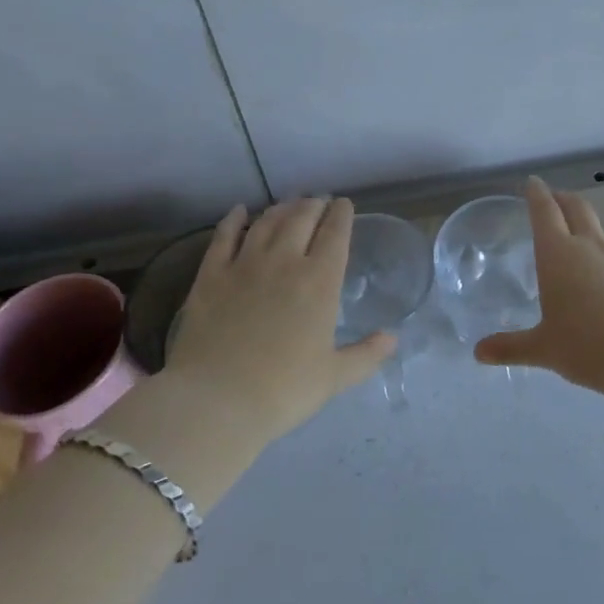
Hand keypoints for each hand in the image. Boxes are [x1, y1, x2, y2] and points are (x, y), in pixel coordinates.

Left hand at [160, 198, 394, 444]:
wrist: (216, 402)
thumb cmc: (283, 391)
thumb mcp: (334, 377)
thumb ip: (366, 354)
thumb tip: (392, 338)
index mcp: (320, 281)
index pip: (335, 233)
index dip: (342, 214)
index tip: (344, 204)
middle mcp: (285, 261)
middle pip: (302, 218)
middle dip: (314, 205)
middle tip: (318, 202)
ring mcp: (245, 264)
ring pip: (267, 222)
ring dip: (281, 208)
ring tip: (289, 204)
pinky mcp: (211, 275)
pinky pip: (224, 237)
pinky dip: (234, 220)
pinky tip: (240, 212)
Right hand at [473, 178, 603, 393]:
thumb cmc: (585, 344)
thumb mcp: (543, 348)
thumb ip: (511, 347)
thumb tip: (479, 352)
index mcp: (558, 253)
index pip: (545, 210)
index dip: (537, 193)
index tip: (532, 182)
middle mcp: (588, 245)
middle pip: (576, 207)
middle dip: (562, 197)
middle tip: (553, 197)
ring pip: (599, 227)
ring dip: (586, 223)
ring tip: (577, 235)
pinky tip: (603, 272)